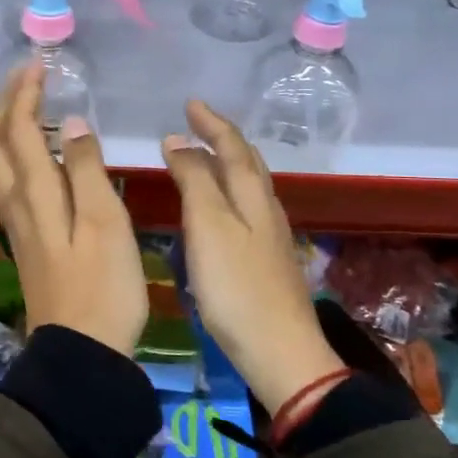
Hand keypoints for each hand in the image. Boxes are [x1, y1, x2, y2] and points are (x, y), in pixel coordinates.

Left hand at [0, 62, 147, 356]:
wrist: (81, 352)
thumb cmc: (103, 286)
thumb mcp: (105, 223)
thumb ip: (88, 169)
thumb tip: (74, 123)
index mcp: (36, 192)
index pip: (19, 129)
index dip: (24, 93)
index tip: (39, 64)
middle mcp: (16, 202)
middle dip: (5, 103)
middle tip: (27, 77)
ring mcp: (17, 223)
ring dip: (4, 126)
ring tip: (26, 106)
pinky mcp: (25, 239)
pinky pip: (6, 182)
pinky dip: (13, 154)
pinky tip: (32, 157)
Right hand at [162, 101, 343, 411]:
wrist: (280, 352)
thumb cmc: (237, 287)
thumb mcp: (208, 226)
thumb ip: (194, 179)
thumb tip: (178, 140)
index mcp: (252, 195)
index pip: (233, 146)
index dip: (211, 123)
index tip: (190, 104)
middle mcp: (266, 209)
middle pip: (248, 162)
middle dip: (223, 138)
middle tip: (198, 123)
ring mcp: (270, 236)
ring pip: (250, 186)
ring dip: (228, 164)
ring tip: (205, 157)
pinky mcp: (267, 261)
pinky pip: (247, 209)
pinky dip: (230, 193)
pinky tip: (220, 209)